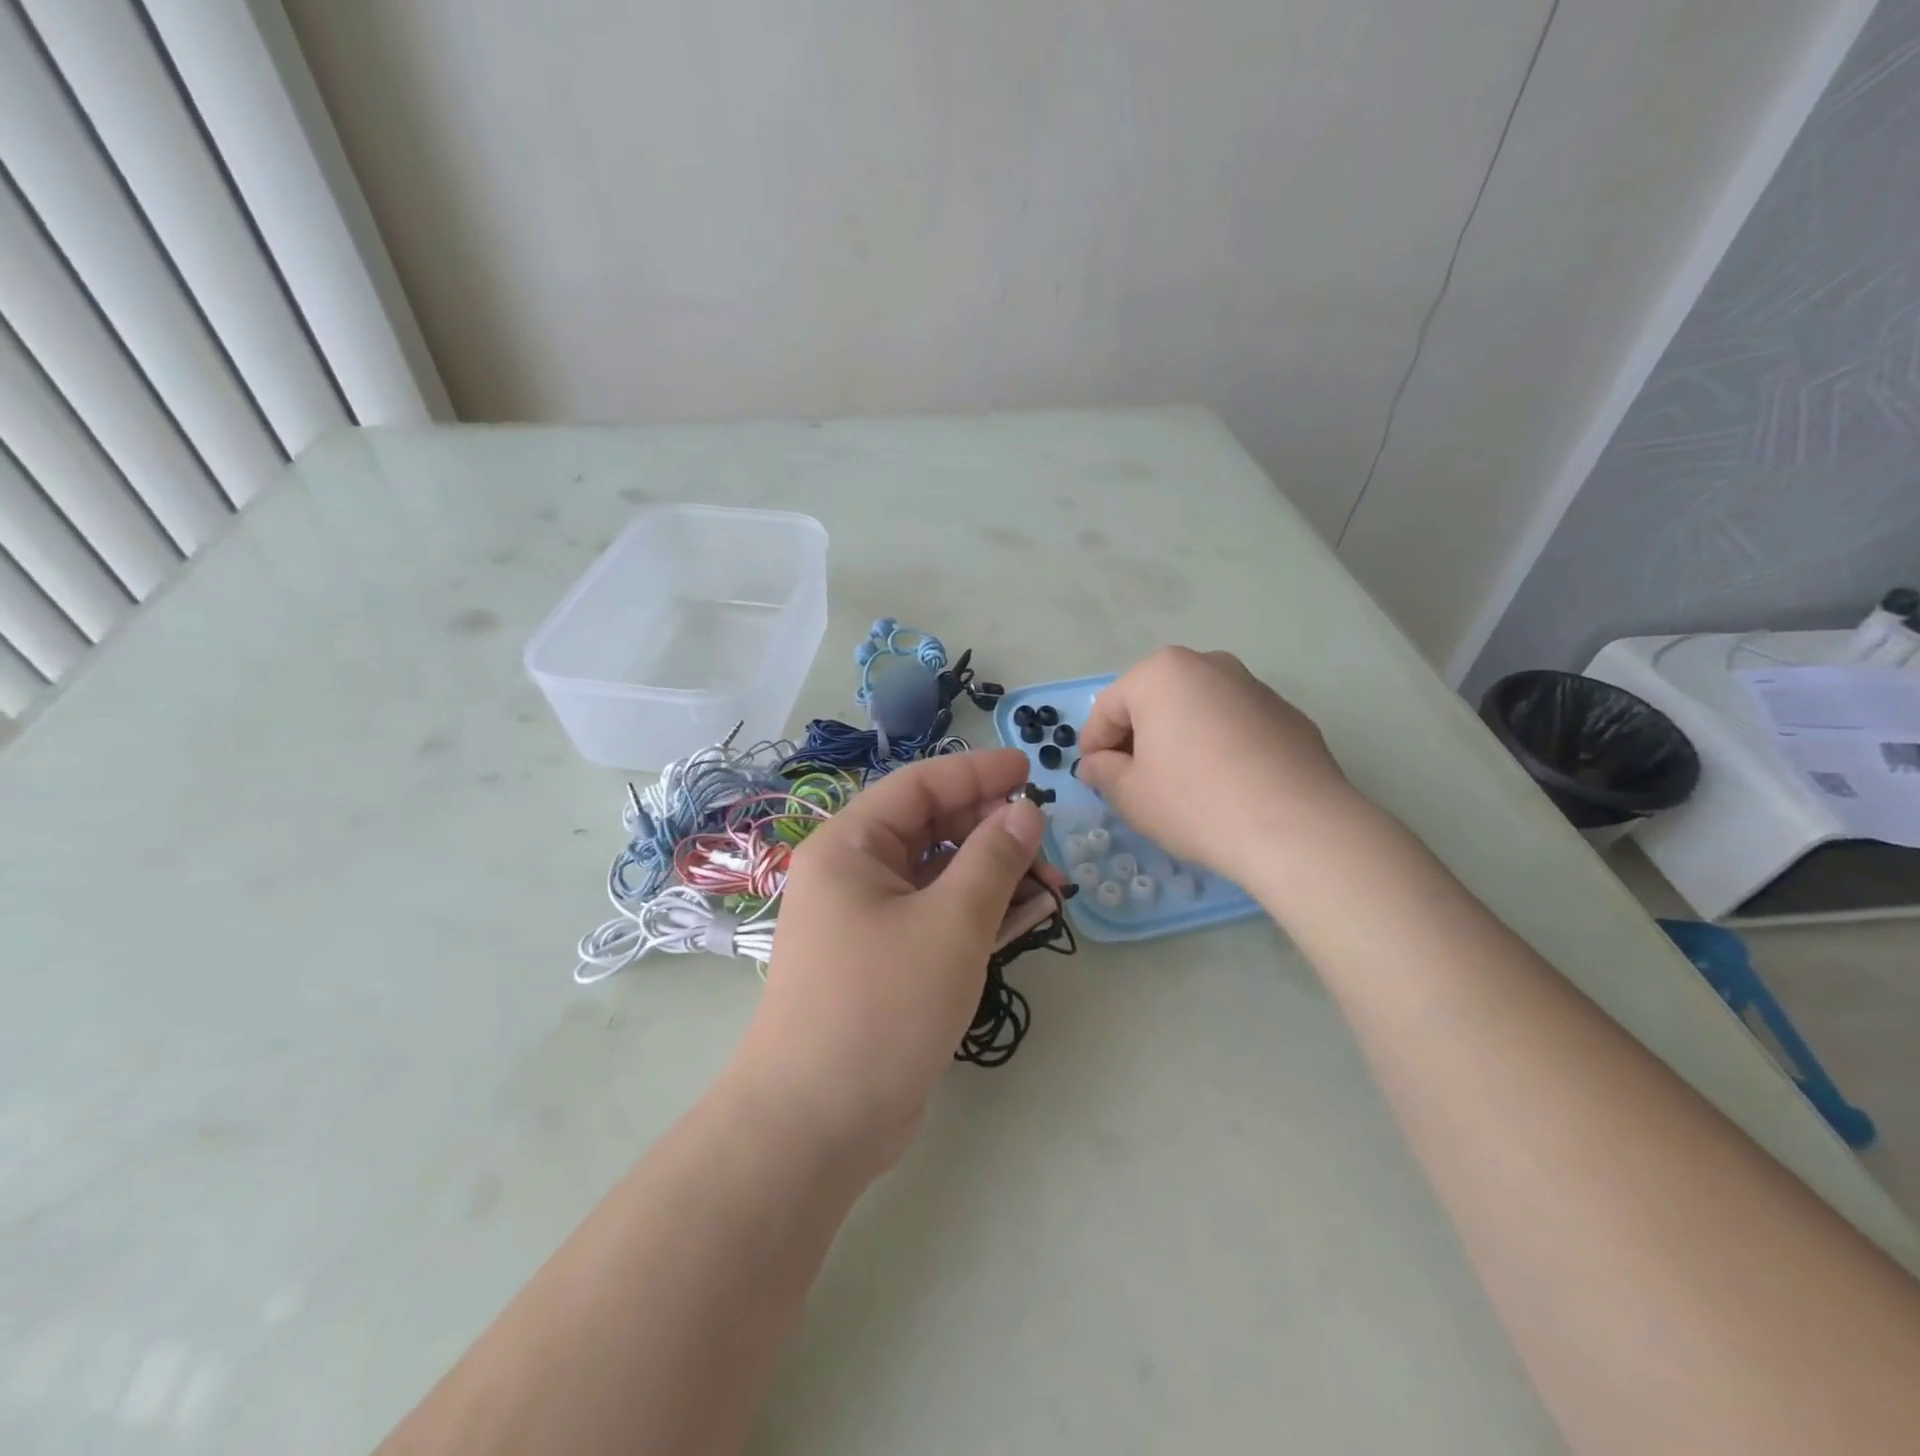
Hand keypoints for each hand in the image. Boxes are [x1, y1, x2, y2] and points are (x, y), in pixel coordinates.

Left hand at [728, 749, 1050, 1178]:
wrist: (816, 1125)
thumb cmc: (881, 1007)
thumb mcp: (950, 924)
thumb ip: (993, 859)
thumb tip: (1025, 811)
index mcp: (850, 846)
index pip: (919, 786)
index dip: (978, 773)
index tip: (1032, 771)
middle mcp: (853, 874)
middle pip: (932, 829)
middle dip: (993, 831)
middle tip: (1050, 848)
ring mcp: (868, 920)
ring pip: (940, 876)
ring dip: (994, 875)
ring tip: (1052, 888)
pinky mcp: (885, 962)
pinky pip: (938, 917)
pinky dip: (979, 913)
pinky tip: (1026, 917)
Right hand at [1077, 647, 1363, 874]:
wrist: (1298, 829)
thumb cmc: (1197, 803)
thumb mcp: (1131, 795)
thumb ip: (1104, 772)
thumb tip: (1096, 765)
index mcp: (1162, 674)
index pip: (1109, 708)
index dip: (1093, 745)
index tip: (1092, 777)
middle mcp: (1209, 665)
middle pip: (1155, 702)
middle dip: (1138, 738)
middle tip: (1132, 781)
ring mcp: (1254, 687)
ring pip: (1197, 711)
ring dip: (1179, 740)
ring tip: (1181, 786)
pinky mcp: (1288, 715)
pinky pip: (1235, 726)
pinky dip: (1219, 747)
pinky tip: (1225, 787)